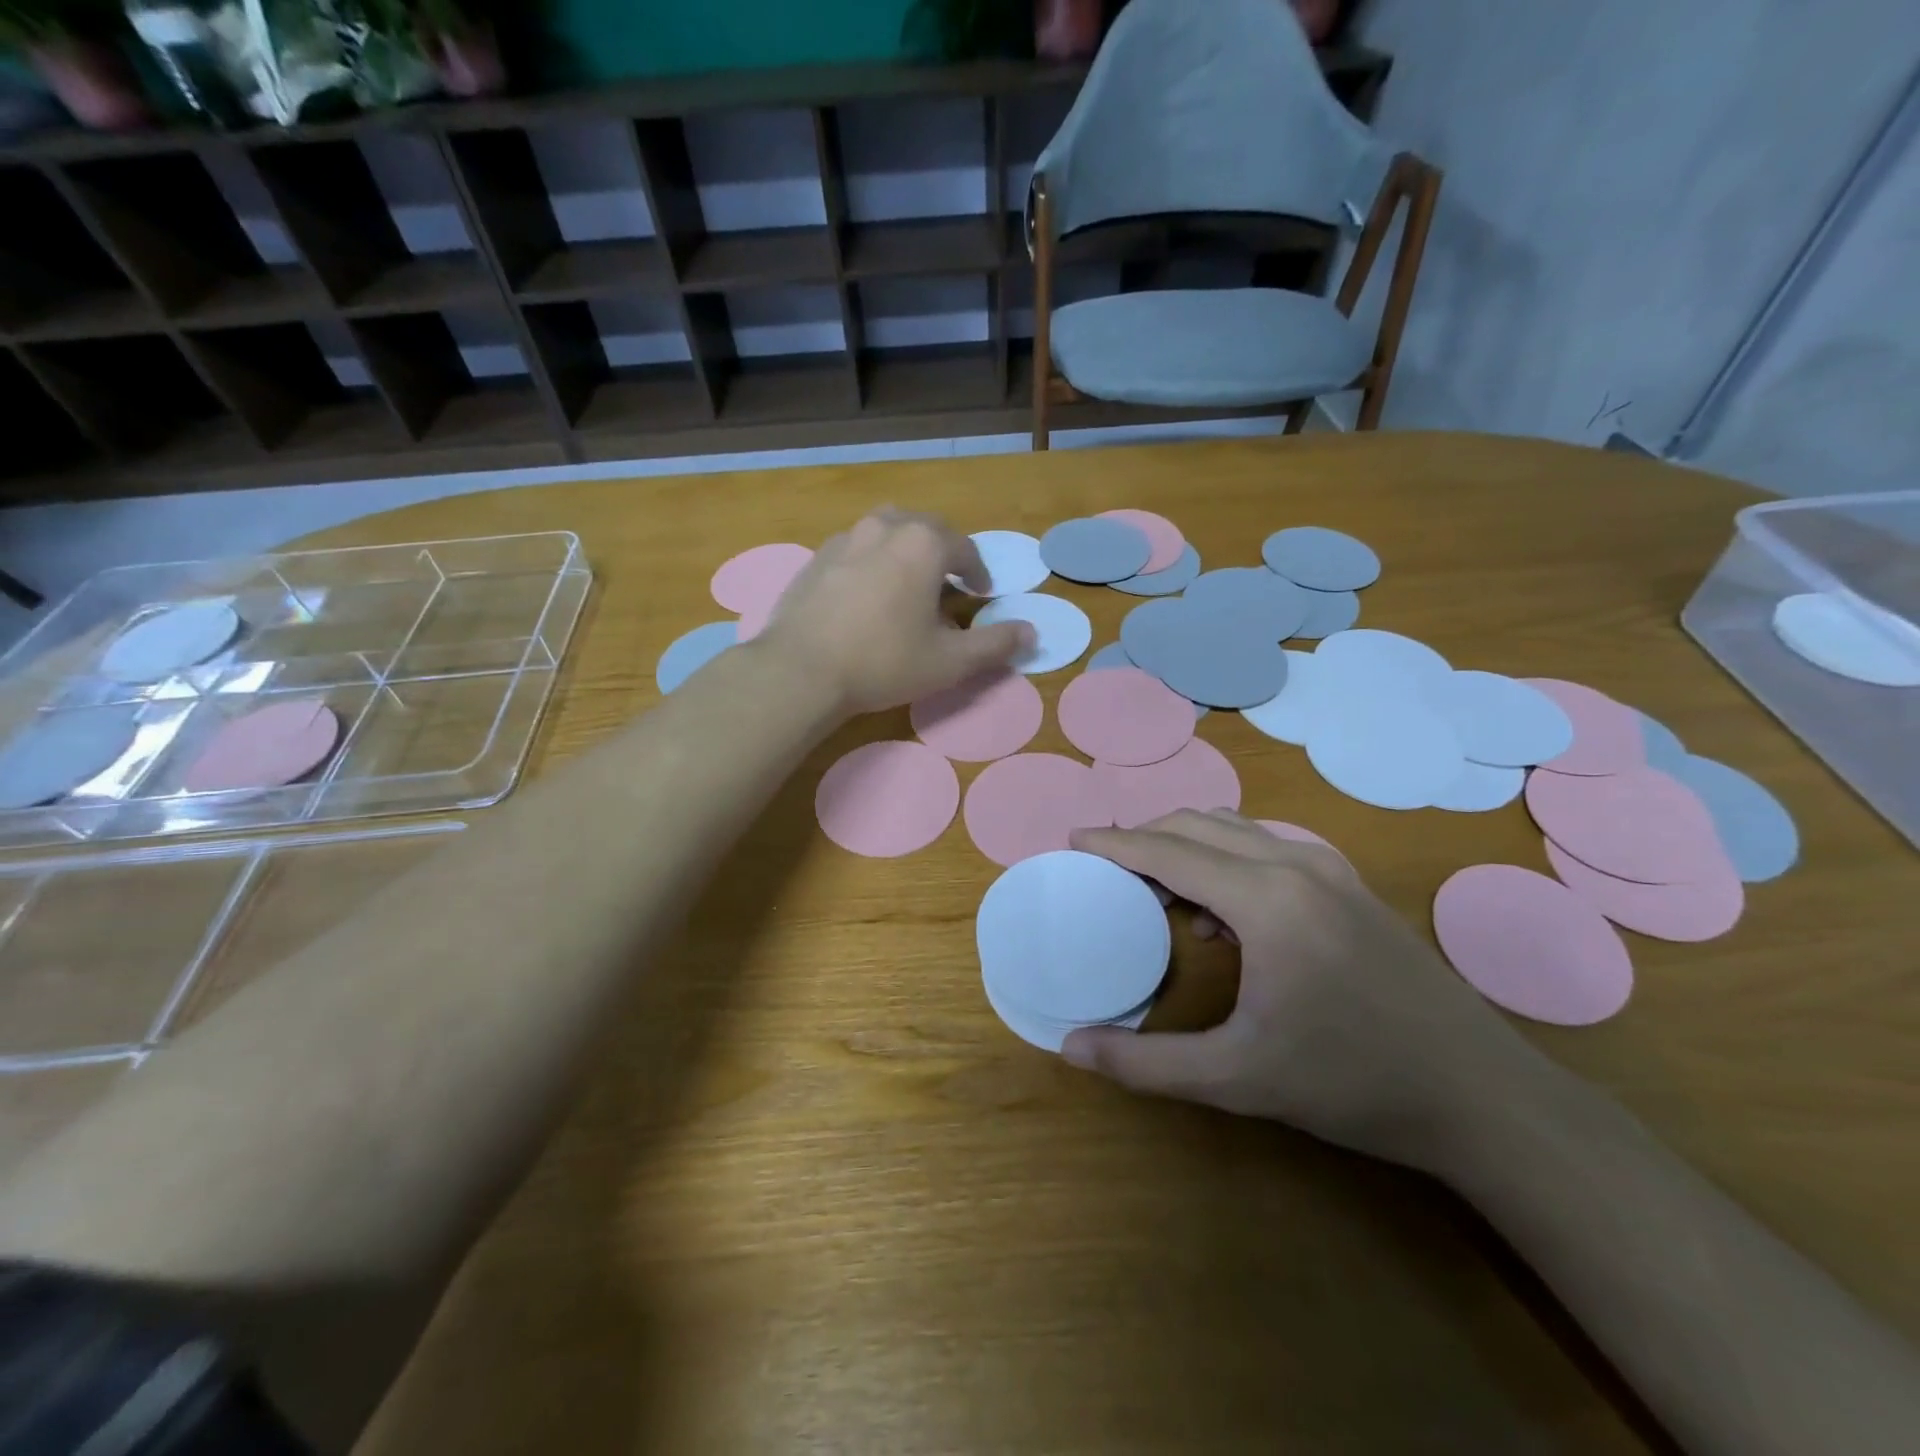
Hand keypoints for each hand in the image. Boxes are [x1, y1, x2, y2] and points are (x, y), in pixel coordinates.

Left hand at [757, 509, 1032, 714]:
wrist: (801, 670)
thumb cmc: (884, 662)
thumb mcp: (950, 662)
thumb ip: (995, 645)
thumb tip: (1032, 632)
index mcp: (924, 544)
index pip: (964, 548)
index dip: (978, 571)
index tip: (980, 593)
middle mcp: (885, 527)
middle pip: (925, 528)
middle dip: (943, 551)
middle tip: (948, 584)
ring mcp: (845, 539)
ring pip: (887, 531)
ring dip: (905, 550)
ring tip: (908, 583)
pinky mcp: (816, 558)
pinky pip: (856, 549)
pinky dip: (872, 562)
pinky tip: (867, 595)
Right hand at [1060, 811, 1553, 1172]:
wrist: (1482, 1096)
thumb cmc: (1353, 1084)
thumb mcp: (1238, 1080)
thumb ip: (1146, 1063)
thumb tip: (1070, 1048)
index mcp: (1265, 900)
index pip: (1167, 851)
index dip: (1114, 843)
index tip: (1074, 839)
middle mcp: (1294, 864)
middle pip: (1196, 824)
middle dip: (1143, 837)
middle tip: (1106, 868)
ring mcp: (1328, 868)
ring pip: (1233, 829)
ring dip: (1184, 843)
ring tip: (1154, 886)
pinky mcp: (1348, 883)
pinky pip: (1264, 845)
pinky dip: (1223, 856)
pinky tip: (1219, 911)